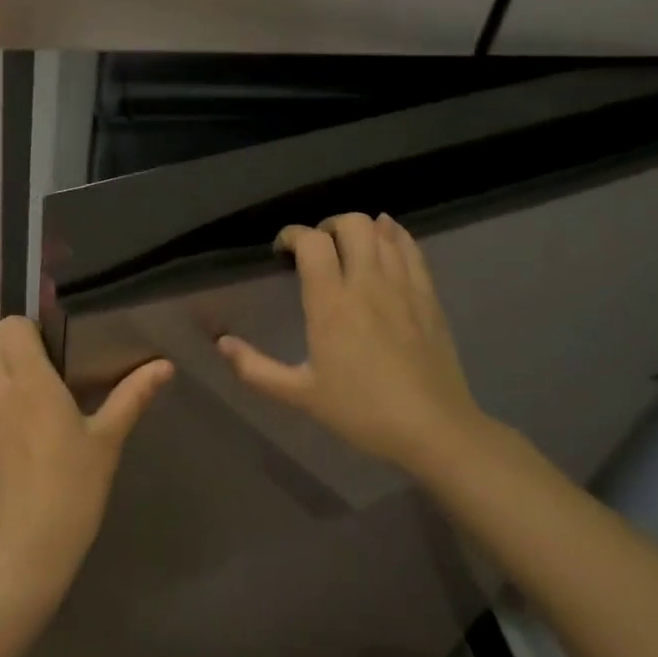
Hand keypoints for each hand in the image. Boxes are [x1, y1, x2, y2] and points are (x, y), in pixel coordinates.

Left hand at [0, 317, 171, 604]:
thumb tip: (165, 365)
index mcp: (30, 381)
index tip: (50, 353)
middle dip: (12, 350)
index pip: (11, 325)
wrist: (23, 553)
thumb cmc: (73, 491)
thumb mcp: (107, 442)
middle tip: (40, 377)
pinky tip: (7, 445)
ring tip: (22, 408)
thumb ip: (132, 395)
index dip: (29, 331)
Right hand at [218, 213, 483, 474]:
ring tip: (347, 247)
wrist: (436, 432)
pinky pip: (411, 249)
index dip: (292, 235)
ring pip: (382, 231)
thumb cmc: (362, 413)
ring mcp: (403, 287)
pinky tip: (385, 242)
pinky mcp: (428, 297)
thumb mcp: (300, 396)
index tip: (281, 251)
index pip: (311, 242)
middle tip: (317, 250)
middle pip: (351, 224)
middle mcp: (367, 284)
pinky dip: (394, 236)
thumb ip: (255, 369)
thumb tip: (221, 343)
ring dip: (360, 229)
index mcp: (331, 305)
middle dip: (327, 226)